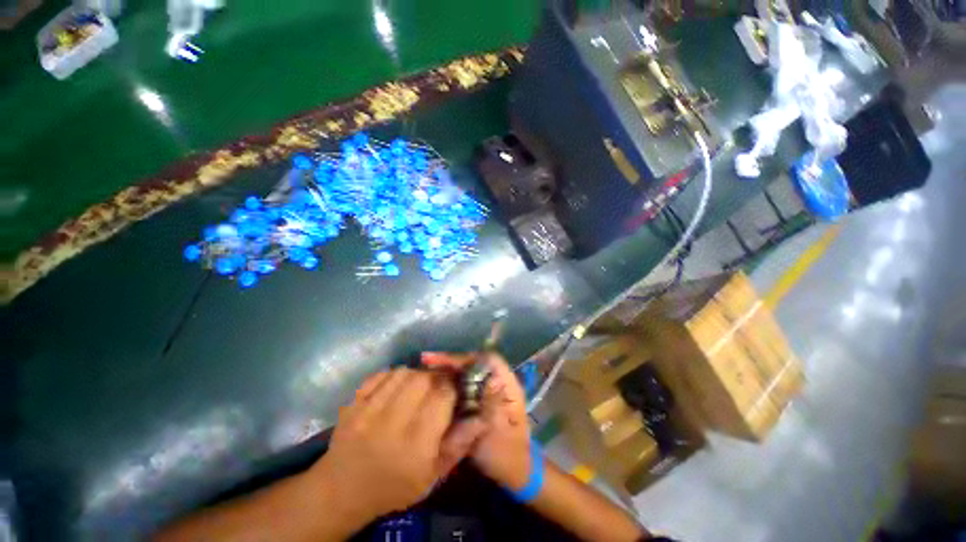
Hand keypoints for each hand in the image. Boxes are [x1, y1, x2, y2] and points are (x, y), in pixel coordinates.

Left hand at [308, 368, 457, 527]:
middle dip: (436, 378)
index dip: (452, 387)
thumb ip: (458, 445)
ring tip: (418, 386)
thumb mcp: (432, 477)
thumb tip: (481, 417)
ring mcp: (368, 411)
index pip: (442, 396)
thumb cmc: (394, 486)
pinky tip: (396, 387)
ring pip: (403, 372)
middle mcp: (391, 423)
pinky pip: (380, 375)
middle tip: (437, 387)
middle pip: (423, 379)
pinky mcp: (353, 404)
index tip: (454, 389)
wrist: (341, 491)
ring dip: (416, 374)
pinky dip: (394, 375)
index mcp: (415, 445)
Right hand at [422, 352, 532, 490]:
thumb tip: (489, 379)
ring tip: (425, 371)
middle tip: (426, 362)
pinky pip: (464, 384)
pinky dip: (450, 383)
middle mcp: (498, 382)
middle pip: (475, 363)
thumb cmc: (507, 455)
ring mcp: (488, 390)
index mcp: (508, 386)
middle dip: (452, 362)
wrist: (513, 472)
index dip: (466, 357)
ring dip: (448, 370)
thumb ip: (492, 406)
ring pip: (468, 372)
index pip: (489, 360)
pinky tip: (434, 386)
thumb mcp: (498, 434)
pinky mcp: (480, 399)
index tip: (442, 361)